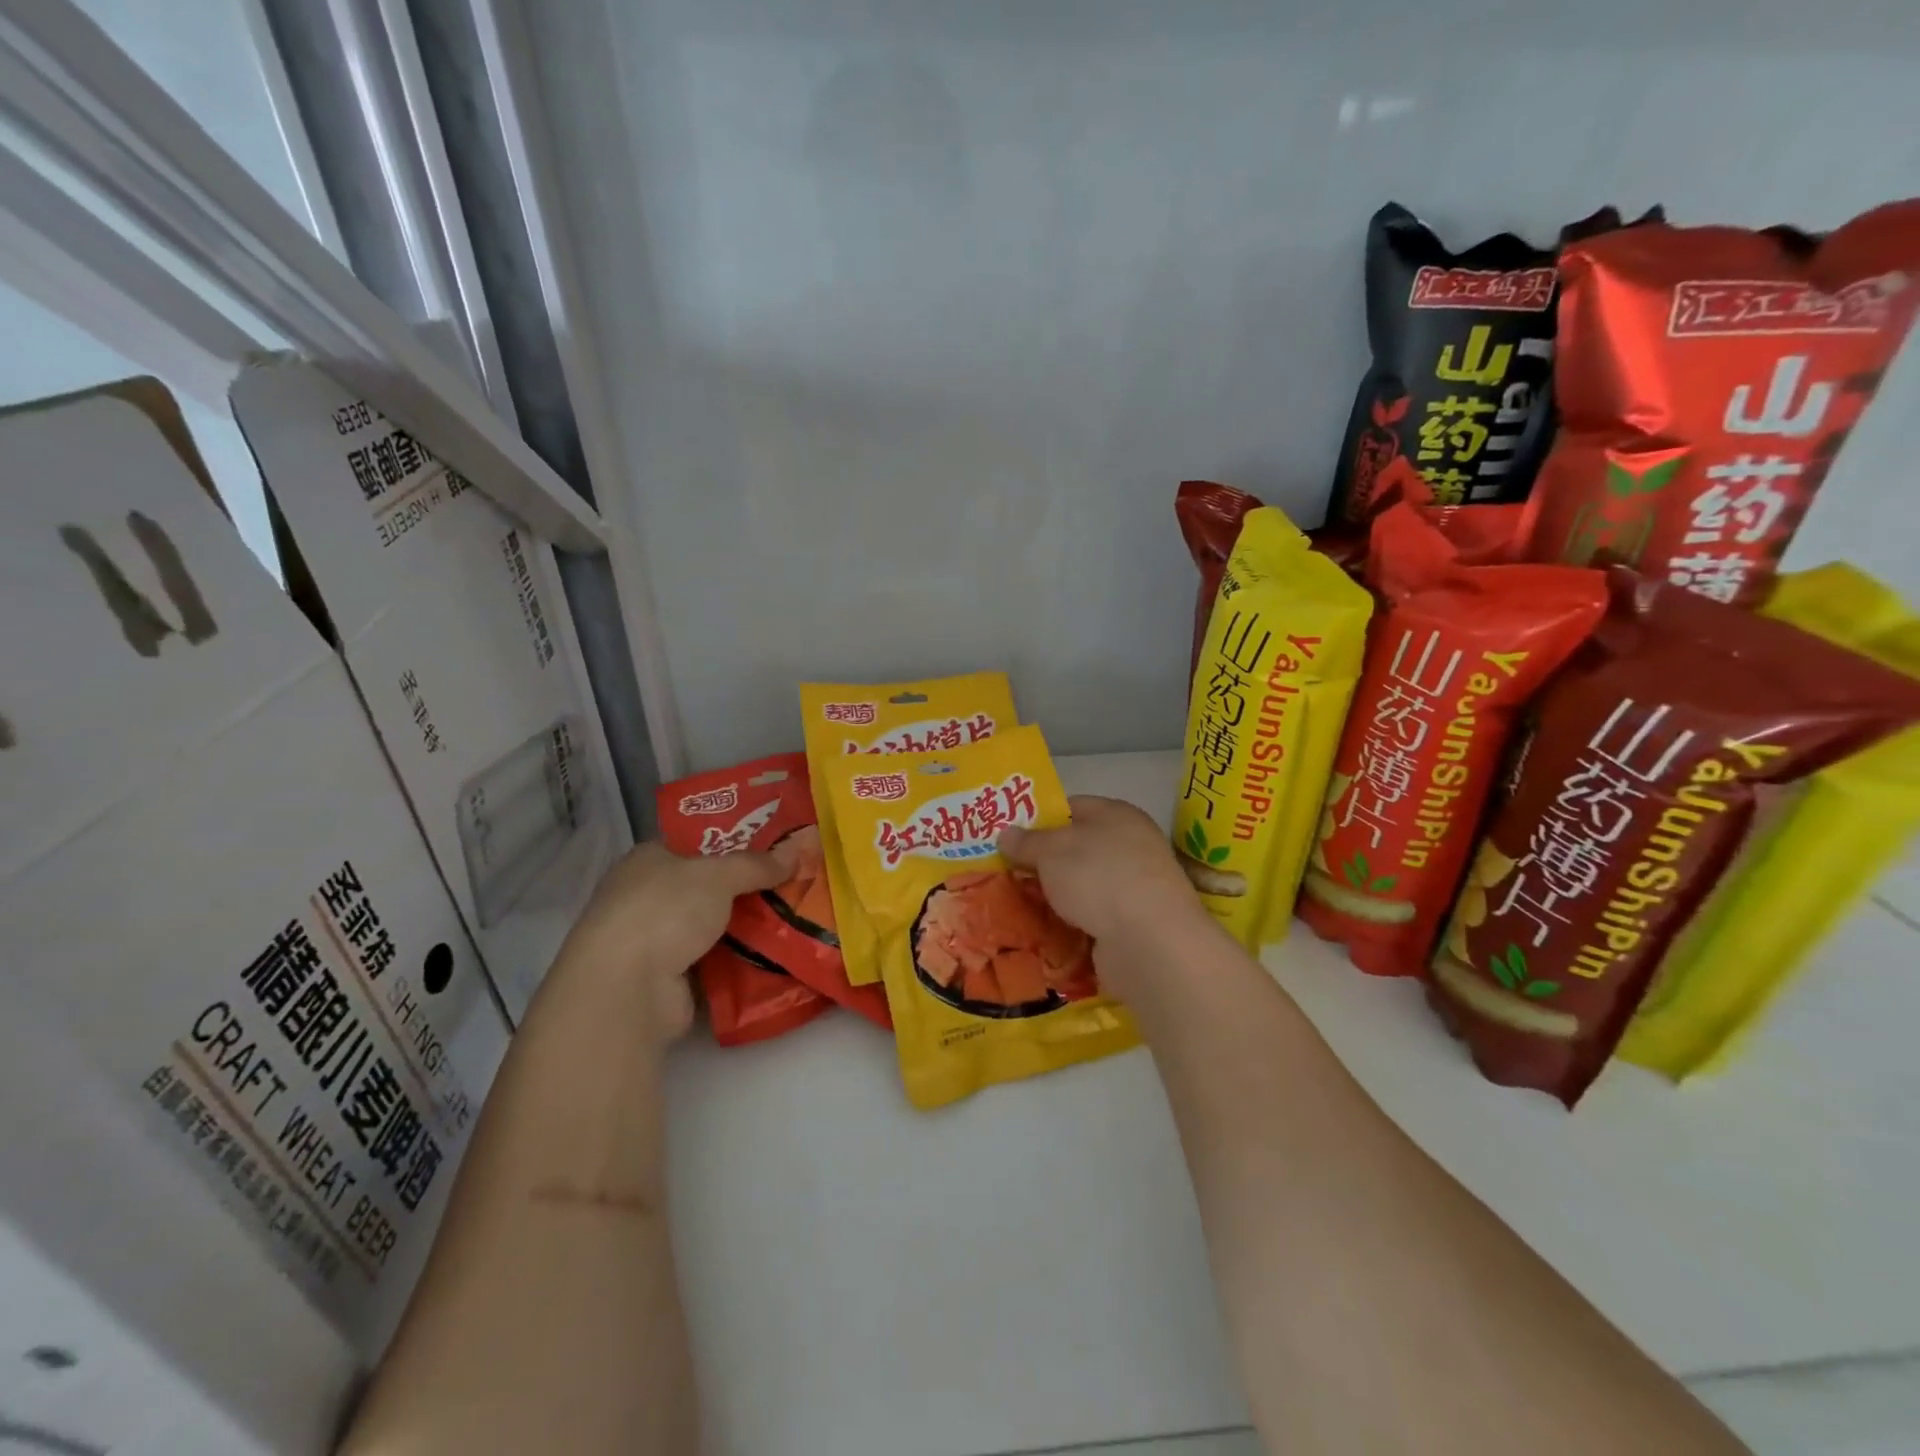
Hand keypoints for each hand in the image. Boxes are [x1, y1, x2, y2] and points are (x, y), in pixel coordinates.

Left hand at [555, 840, 792, 1041]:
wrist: (627, 989)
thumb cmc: (665, 911)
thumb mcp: (719, 875)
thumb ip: (757, 864)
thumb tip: (797, 850)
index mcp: (648, 860)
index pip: (694, 844)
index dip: (732, 842)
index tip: (773, 845)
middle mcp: (647, 897)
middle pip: (707, 886)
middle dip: (747, 887)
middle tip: (793, 881)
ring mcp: (655, 940)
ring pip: (713, 925)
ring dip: (746, 925)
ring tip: (796, 916)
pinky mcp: (667, 978)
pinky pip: (714, 960)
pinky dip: (739, 959)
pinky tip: (776, 953)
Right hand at [1000, 796, 1208, 997]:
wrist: (1149, 942)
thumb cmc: (1099, 877)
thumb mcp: (1051, 851)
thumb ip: (1026, 841)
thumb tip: (1005, 833)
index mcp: (1116, 815)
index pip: (1071, 807)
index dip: (1039, 819)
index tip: (1009, 837)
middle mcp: (1131, 845)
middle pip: (1076, 848)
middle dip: (1042, 862)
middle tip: (1005, 872)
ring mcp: (1135, 887)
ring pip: (1082, 886)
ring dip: (1054, 896)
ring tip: (1016, 905)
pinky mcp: (1133, 924)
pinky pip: (1091, 917)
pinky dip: (1070, 923)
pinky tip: (1043, 931)